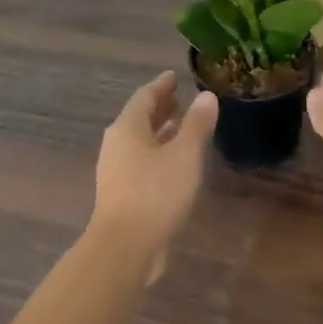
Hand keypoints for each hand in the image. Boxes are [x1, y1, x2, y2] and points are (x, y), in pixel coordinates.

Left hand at [92, 73, 217, 281]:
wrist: (126, 246)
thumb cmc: (156, 193)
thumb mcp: (185, 155)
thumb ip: (197, 124)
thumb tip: (206, 96)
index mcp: (127, 128)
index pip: (145, 96)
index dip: (162, 85)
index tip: (175, 76)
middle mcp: (117, 144)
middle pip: (139, 118)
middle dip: (160, 107)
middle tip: (180, 97)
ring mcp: (116, 170)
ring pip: (140, 141)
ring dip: (160, 131)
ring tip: (181, 125)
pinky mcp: (122, 193)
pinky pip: (141, 161)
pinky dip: (158, 152)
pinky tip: (175, 162)